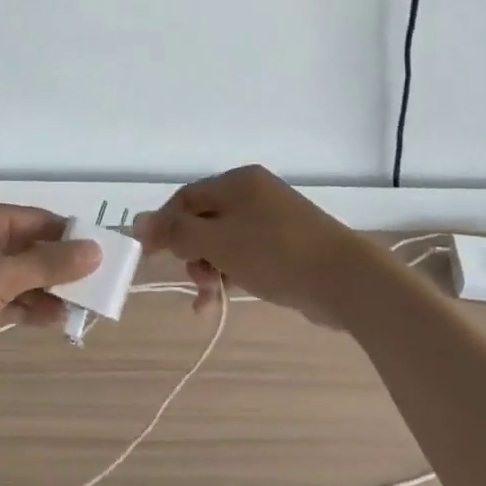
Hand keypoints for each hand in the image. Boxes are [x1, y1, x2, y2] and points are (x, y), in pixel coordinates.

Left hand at [0, 201, 100, 372]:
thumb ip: (48, 264)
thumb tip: (95, 249)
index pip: (39, 221)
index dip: (71, 237)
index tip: (103, 257)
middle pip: (31, 249)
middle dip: (62, 269)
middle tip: (97, 289)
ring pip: (19, 277)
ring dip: (48, 291)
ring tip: (82, 311)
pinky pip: (4, 298)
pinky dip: (26, 307)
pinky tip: (53, 320)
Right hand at [134, 165, 371, 327]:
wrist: (348, 281)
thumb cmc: (276, 253)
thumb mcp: (218, 241)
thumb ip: (176, 231)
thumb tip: (137, 221)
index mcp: (238, 182)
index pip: (186, 198)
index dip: (163, 226)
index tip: (149, 256)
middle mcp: (254, 195)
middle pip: (204, 220)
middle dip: (190, 253)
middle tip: (193, 279)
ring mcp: (273, 221)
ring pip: (223, 242)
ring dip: (208, 270)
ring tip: (208, 299)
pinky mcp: (286, 248)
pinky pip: (245, 257)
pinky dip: (230, 275)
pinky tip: (218, 303)